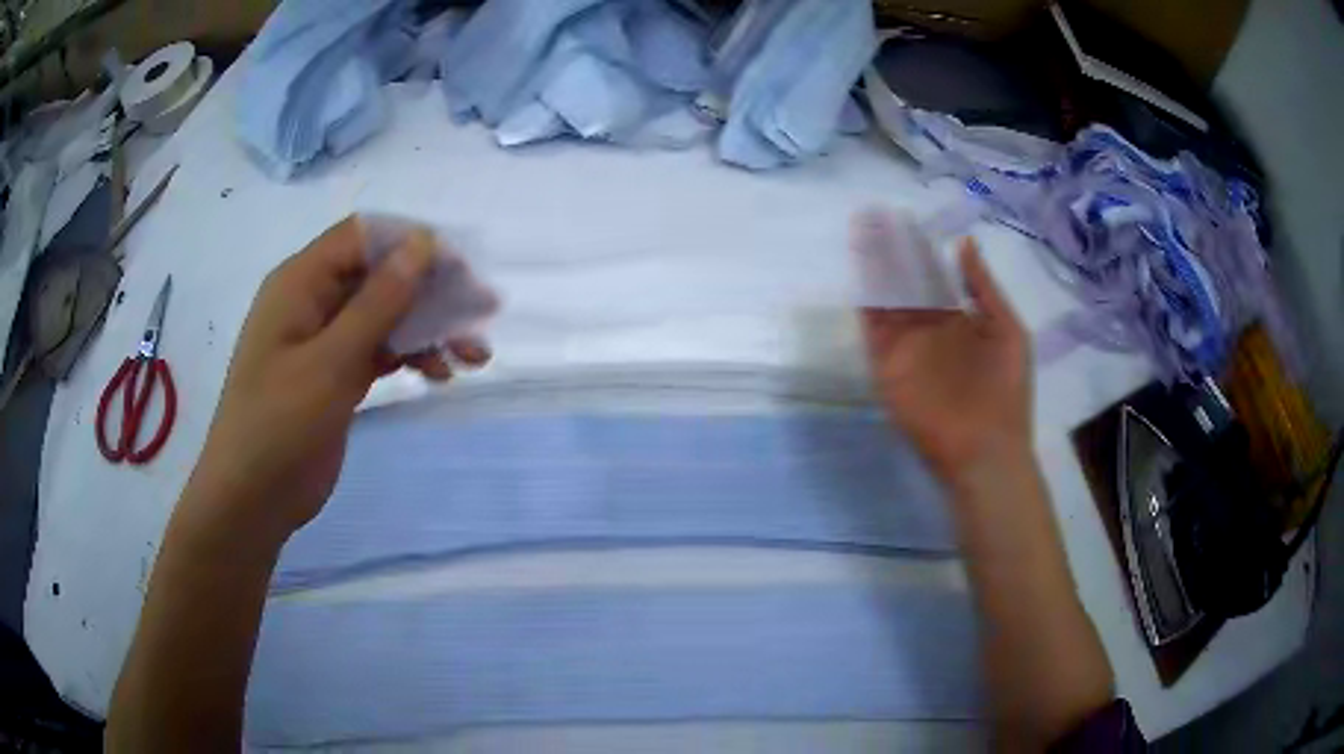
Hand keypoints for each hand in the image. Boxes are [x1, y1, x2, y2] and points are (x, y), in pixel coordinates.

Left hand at [185, 217, 490, 539]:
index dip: (412, 243)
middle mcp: (314, 301)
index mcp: (300, 282)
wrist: (252, 499)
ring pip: (387, 315)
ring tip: (473, 357)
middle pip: (381, 274)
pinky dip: (412, 356)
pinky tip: (440, 374)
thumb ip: (377, 303)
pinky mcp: (337, 375)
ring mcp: (326, 340)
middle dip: (432, 291)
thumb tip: (422, 244)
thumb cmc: (278, 425)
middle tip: (482, 314)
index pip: (364, 237)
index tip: (460, 270)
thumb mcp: (329, 362)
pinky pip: (381, 350)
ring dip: (430, 328)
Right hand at [862, 239, 1030, 484]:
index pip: (932, 274)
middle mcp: (928, 327)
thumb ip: (983, 288)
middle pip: (903, 280)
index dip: (917, 246)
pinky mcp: (888, 367)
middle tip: (873, 215)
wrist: (985, 448)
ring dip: (872, 268)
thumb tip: (965, 242)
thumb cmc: (1005, 390)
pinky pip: (873, 330)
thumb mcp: (1008, 330)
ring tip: (861, 232)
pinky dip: (864, 303)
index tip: (901, 218)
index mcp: (958, 318)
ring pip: (885, 299)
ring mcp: (906, 347)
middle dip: (889, 249)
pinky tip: (859, 272)